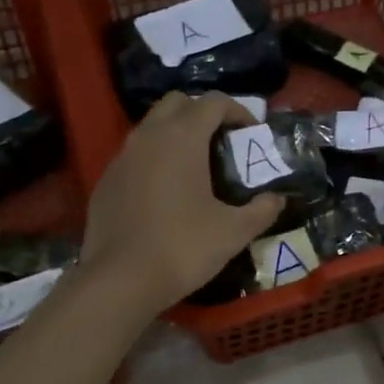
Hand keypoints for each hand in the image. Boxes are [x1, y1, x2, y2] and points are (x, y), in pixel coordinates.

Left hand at [80, 92, 283, 317]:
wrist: (121, 280)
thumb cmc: (183, 247)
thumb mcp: (234, 232)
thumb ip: (261, 210)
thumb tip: (277, 199)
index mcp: (182, 138)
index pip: (213, 102)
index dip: (238, 111)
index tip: (252, 133)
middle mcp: (148, 136)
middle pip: (177, 103)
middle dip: (203, 114)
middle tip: (222, 144)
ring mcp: (121, 157)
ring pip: (152, 128)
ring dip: (176, 136)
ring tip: (196, 168)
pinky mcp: (106, 181)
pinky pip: (134, 156)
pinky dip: (154, 161)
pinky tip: (166, 194)